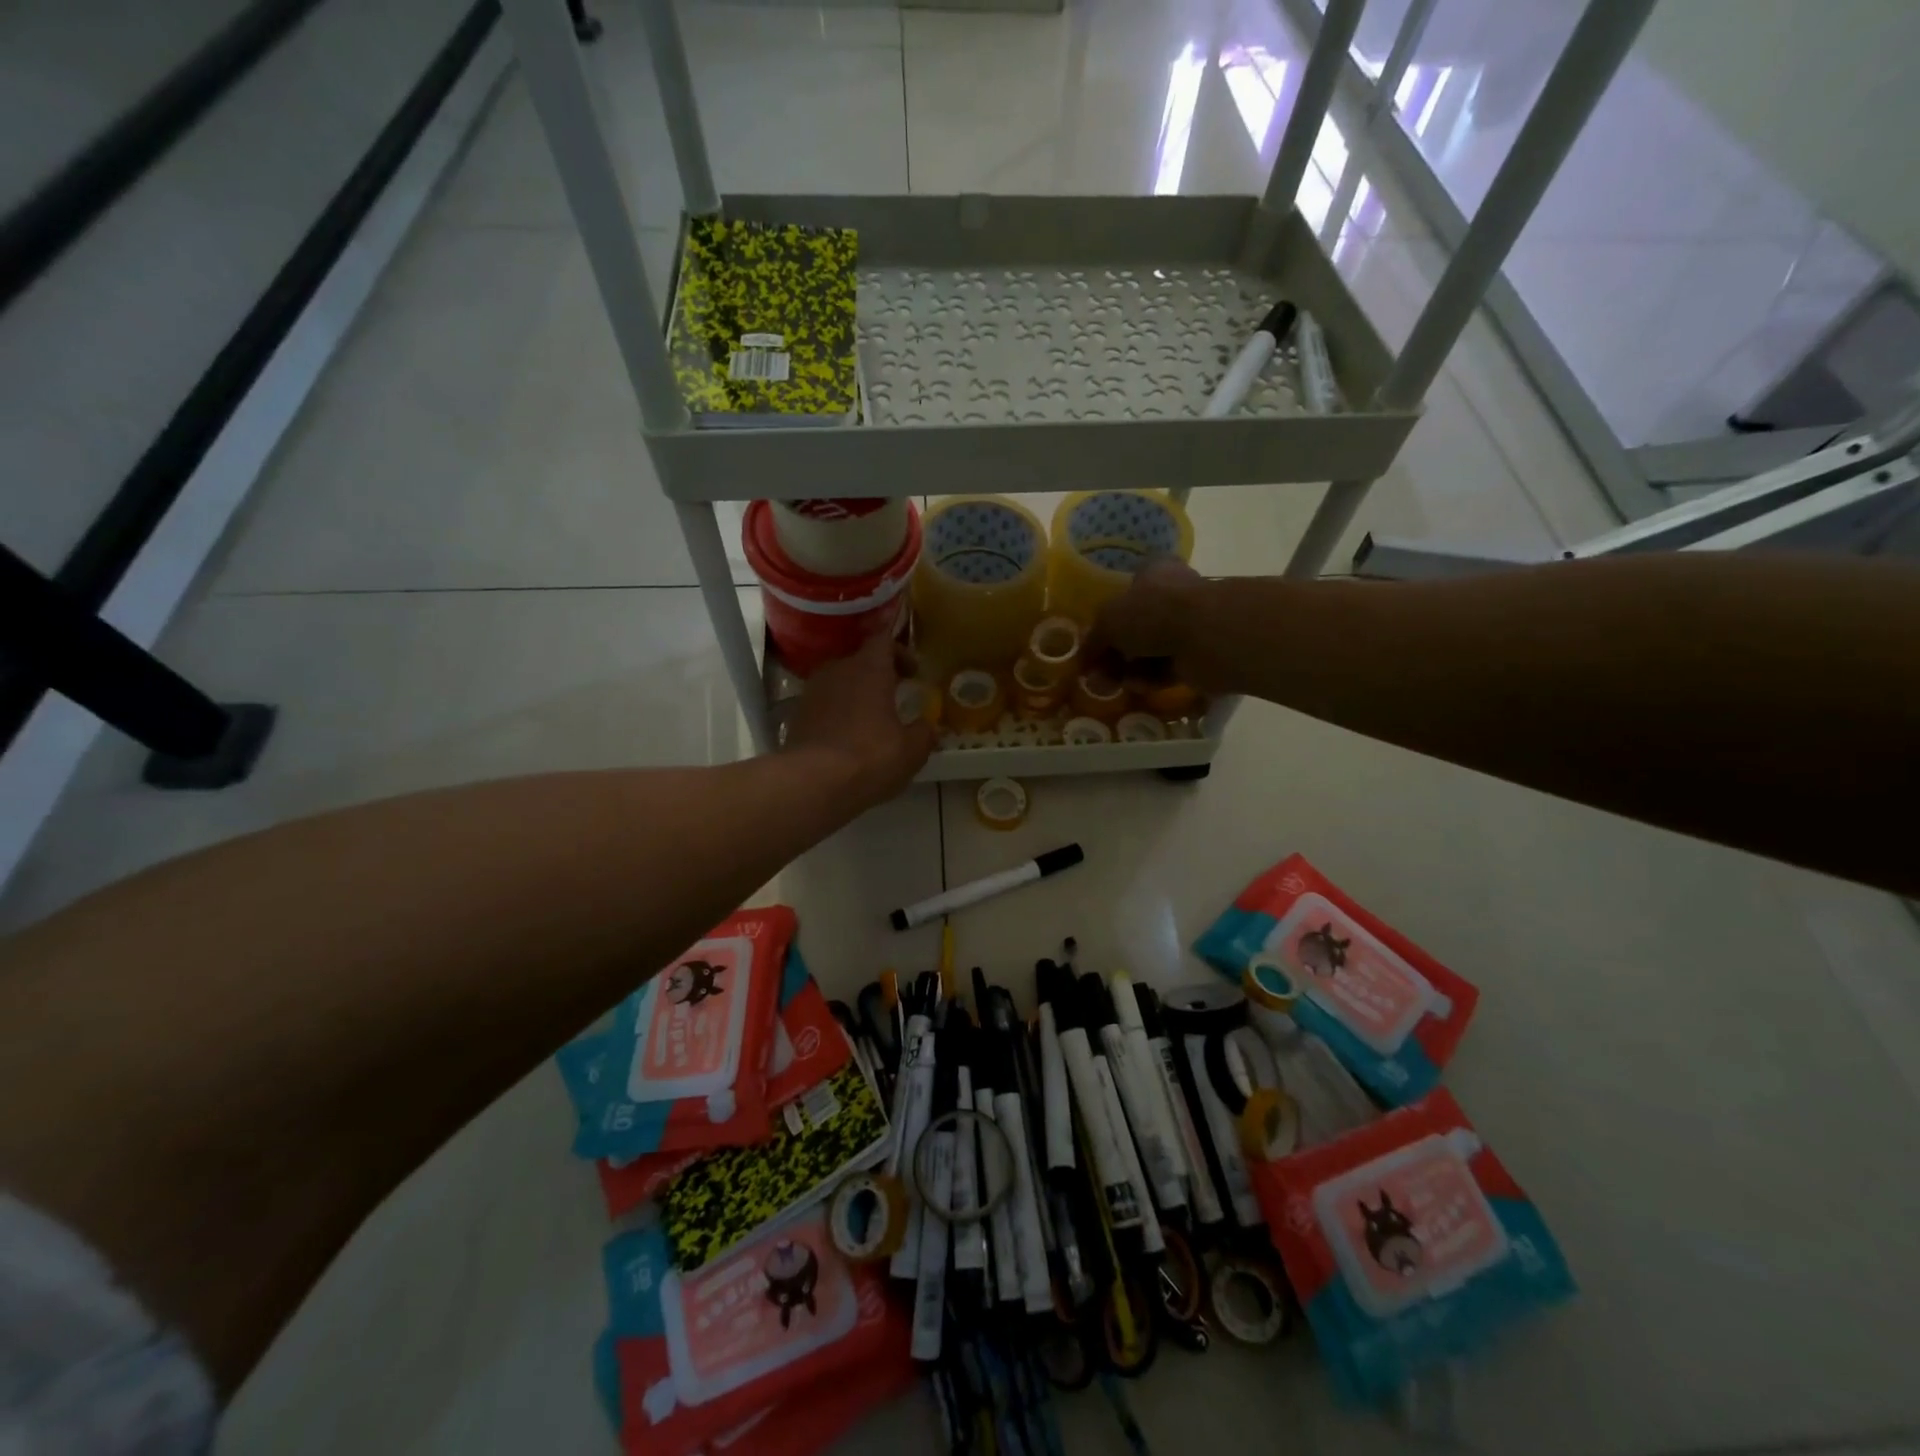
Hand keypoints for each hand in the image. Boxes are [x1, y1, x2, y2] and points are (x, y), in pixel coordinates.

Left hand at [784, 628, 935, 806]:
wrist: (811, 783)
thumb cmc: (870, 758)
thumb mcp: (911, 751)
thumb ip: (924, 733)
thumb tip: (930, 726)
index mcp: (869, 669)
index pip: (884, 640)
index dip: (900, 651)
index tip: (913, 671)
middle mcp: (838, 670)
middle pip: (860, 660)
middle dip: (879, 674)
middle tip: (896, 693)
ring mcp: (813, 692)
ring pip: (840, 682)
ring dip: (856, 694)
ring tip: (872, 718)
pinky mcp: (796, 715)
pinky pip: (824, 704)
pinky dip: (838, 713)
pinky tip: (848, 737)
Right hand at [1089, 558, 1219, 688]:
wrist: (1206, 636)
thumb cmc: (1153, 612)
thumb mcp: (1108, 621)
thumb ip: (1093, 640)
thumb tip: (1083, 660)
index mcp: (1154, 573)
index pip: (1128, 589)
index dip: (1108, 615)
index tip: (1093, 640)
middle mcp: (1172, 596)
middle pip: (1135, 626)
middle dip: (1113, 652)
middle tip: (1095, 673)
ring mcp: (1188, 627)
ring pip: (1149, 651)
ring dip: (1127, 669)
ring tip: (1108, 685)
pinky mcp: (1197, 656)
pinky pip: (1165, 670)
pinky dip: (1149, 679)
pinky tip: (1136, 687)